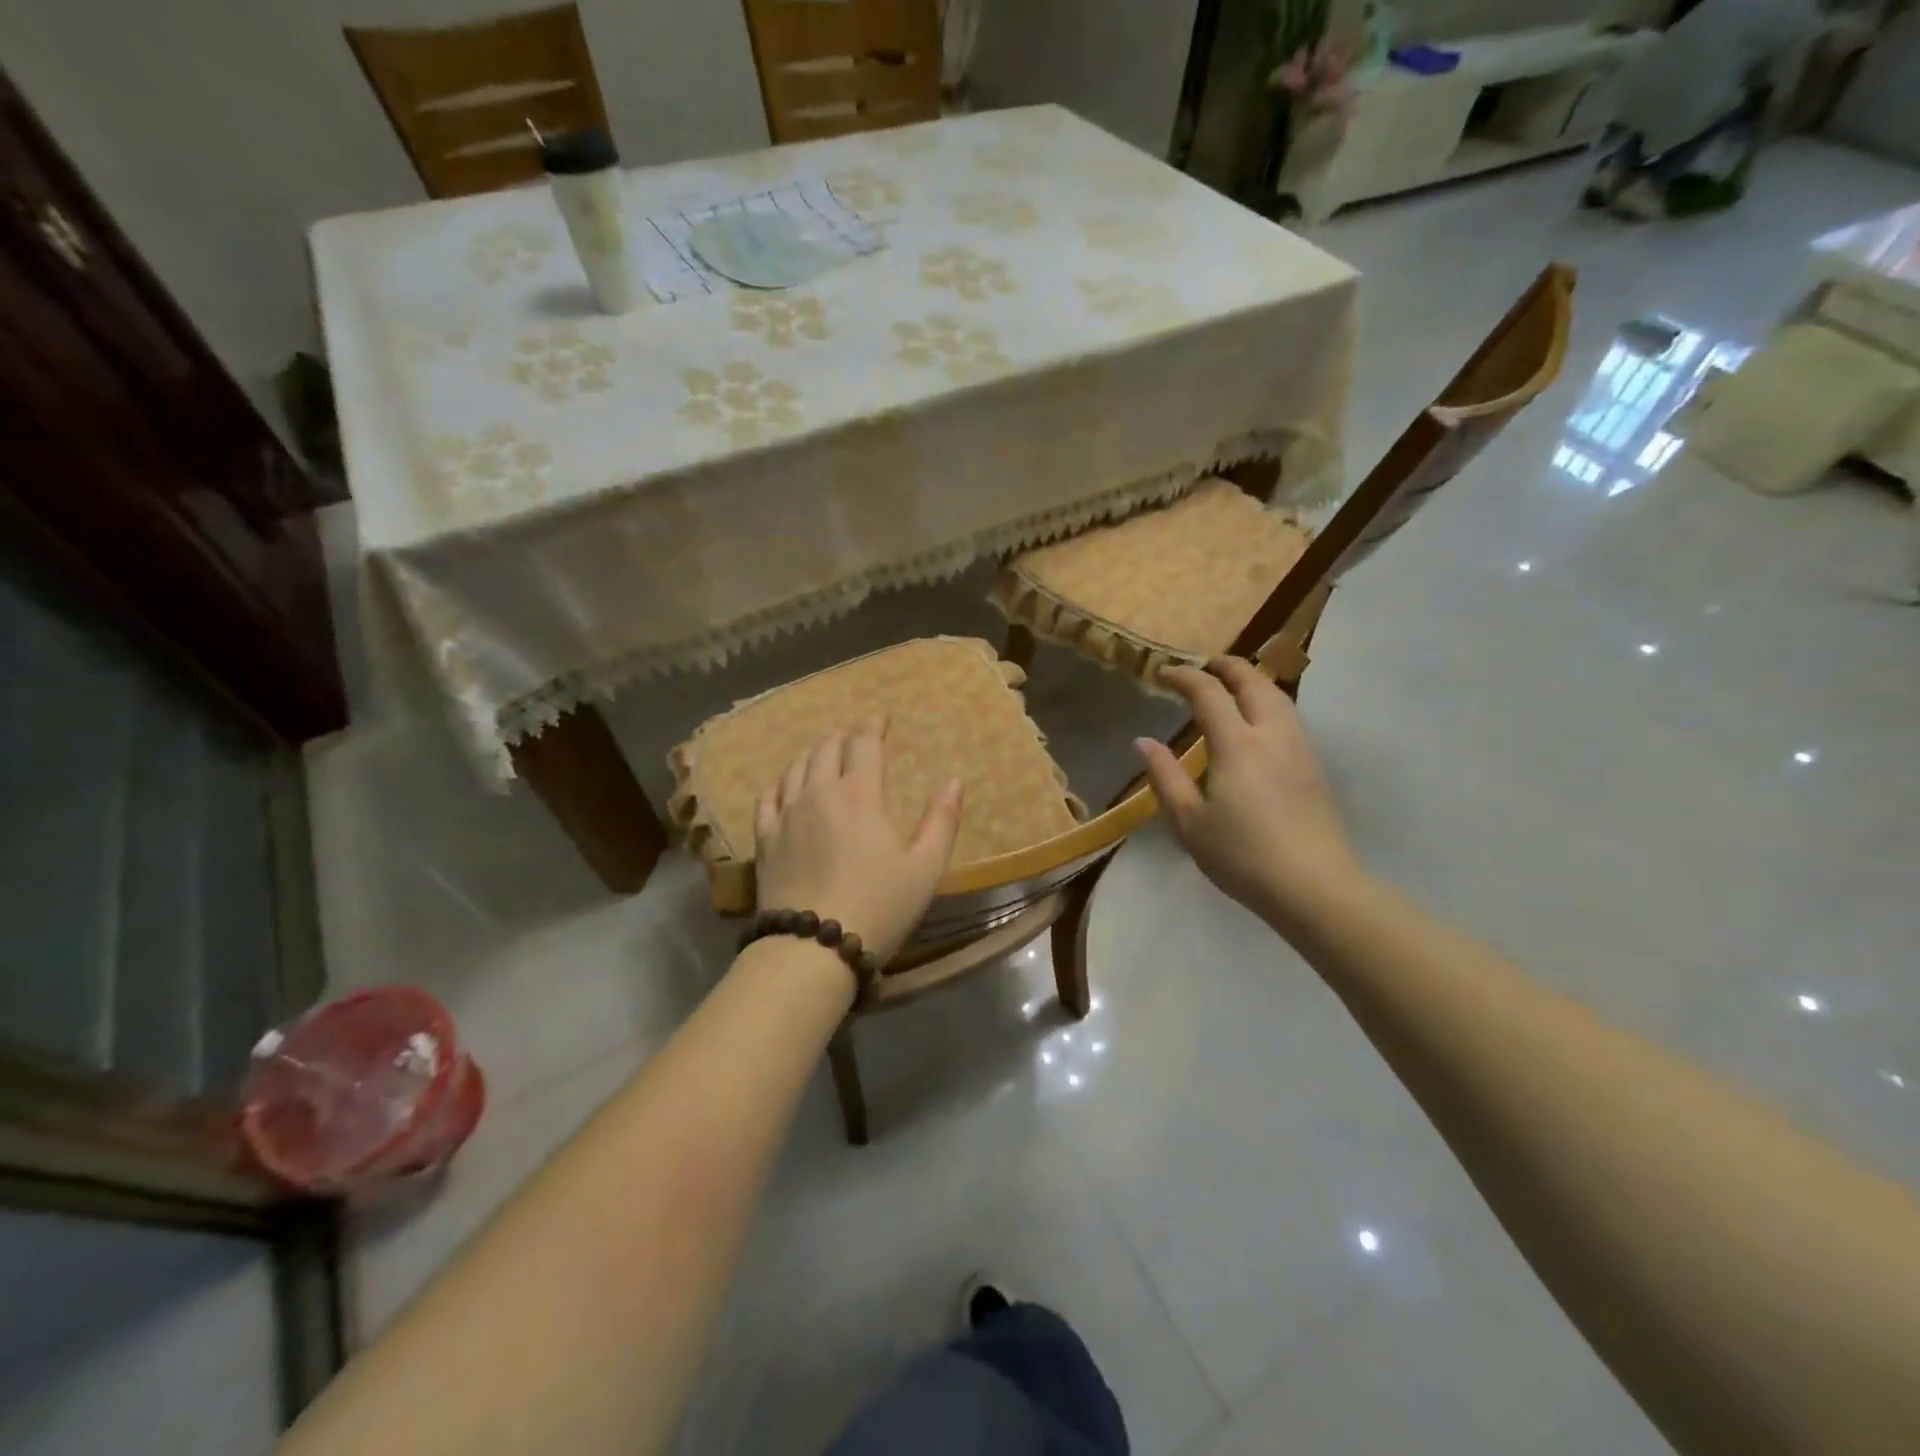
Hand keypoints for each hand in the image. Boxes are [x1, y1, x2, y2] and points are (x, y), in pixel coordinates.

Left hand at [753, 719, 963, 963]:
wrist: (812, 948)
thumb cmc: (878, 907)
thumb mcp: (925, 868)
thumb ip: (941, 821)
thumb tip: (953, 780)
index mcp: (860, 795)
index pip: (864, 744)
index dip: (873, 725)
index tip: (881, 717)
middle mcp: (818, 793)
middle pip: (826, 748)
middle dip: (843, 735)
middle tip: (855, 735)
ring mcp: (786, 815)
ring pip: (795, 767)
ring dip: (813, 753)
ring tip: (823, 752)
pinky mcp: (764, 839)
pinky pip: (767, 796)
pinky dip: (780, 781)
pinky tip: (785, 784)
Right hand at [1135, 658, 1361, 923]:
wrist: (1314, 886)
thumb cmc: (1242, 855)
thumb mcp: (1189, 821)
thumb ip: (1165, 776)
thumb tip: (1143, 742)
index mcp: (1237, 744)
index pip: (1209, 693)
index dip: (1185, 677)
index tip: (1164, 673)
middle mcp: (1272, 735)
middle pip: (1253, 682)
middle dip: (1226, 666)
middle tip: (1203, 665)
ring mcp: (1299, 749)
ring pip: (1278, 697)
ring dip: (1252, 681)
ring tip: (1232, 685)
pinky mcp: (1314, 767)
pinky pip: (1289, 717)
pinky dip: (1268, 703)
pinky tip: (1258, 722)